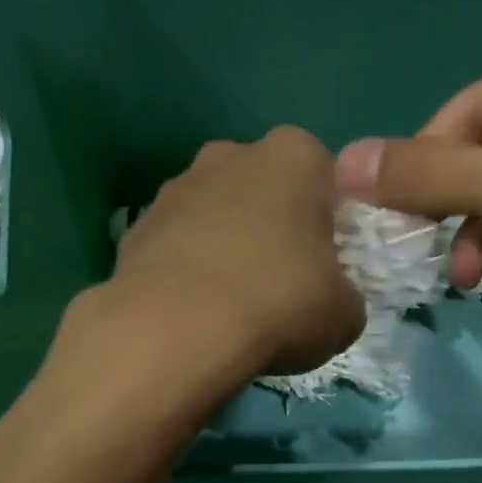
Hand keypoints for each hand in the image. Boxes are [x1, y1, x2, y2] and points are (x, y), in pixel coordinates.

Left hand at [109, 126, 364, 376]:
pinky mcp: (136, 227)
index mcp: (295, 157)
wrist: (177, 327)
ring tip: (230, 307)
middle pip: (264, 190)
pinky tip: (192, 313)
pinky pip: (176, 247)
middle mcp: (231, 155)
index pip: (324, 178)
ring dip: (225, 249)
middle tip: (280, 285)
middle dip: (272, 228)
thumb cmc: (279, 303)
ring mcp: (176, 187)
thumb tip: (330, 302)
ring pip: (215, 216)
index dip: (328, 224)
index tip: (324, 267)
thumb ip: (345, 296)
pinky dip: (186, 272)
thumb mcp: (344, 314)